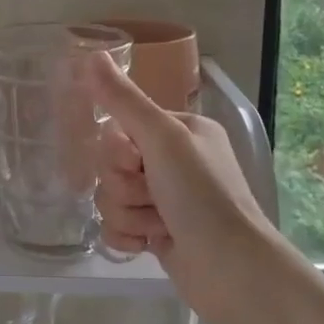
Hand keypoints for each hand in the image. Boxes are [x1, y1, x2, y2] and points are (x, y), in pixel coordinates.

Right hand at [87, 53, 278, 318]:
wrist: (231, 270)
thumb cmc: (202, 195)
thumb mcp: (163, 138)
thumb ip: (123, 100)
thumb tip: (91, 54)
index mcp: (181, 131)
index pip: (122, 127)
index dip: (118, 149)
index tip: (137, 161)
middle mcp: (172, 162)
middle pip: (111, 164)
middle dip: (124, 185)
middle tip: (152, 196)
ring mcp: (164, 200)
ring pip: (111, 197)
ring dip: (128, 213)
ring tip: (157, 224)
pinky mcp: (156, 233)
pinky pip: (116, 225)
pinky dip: (127, 236)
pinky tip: (147, 245)